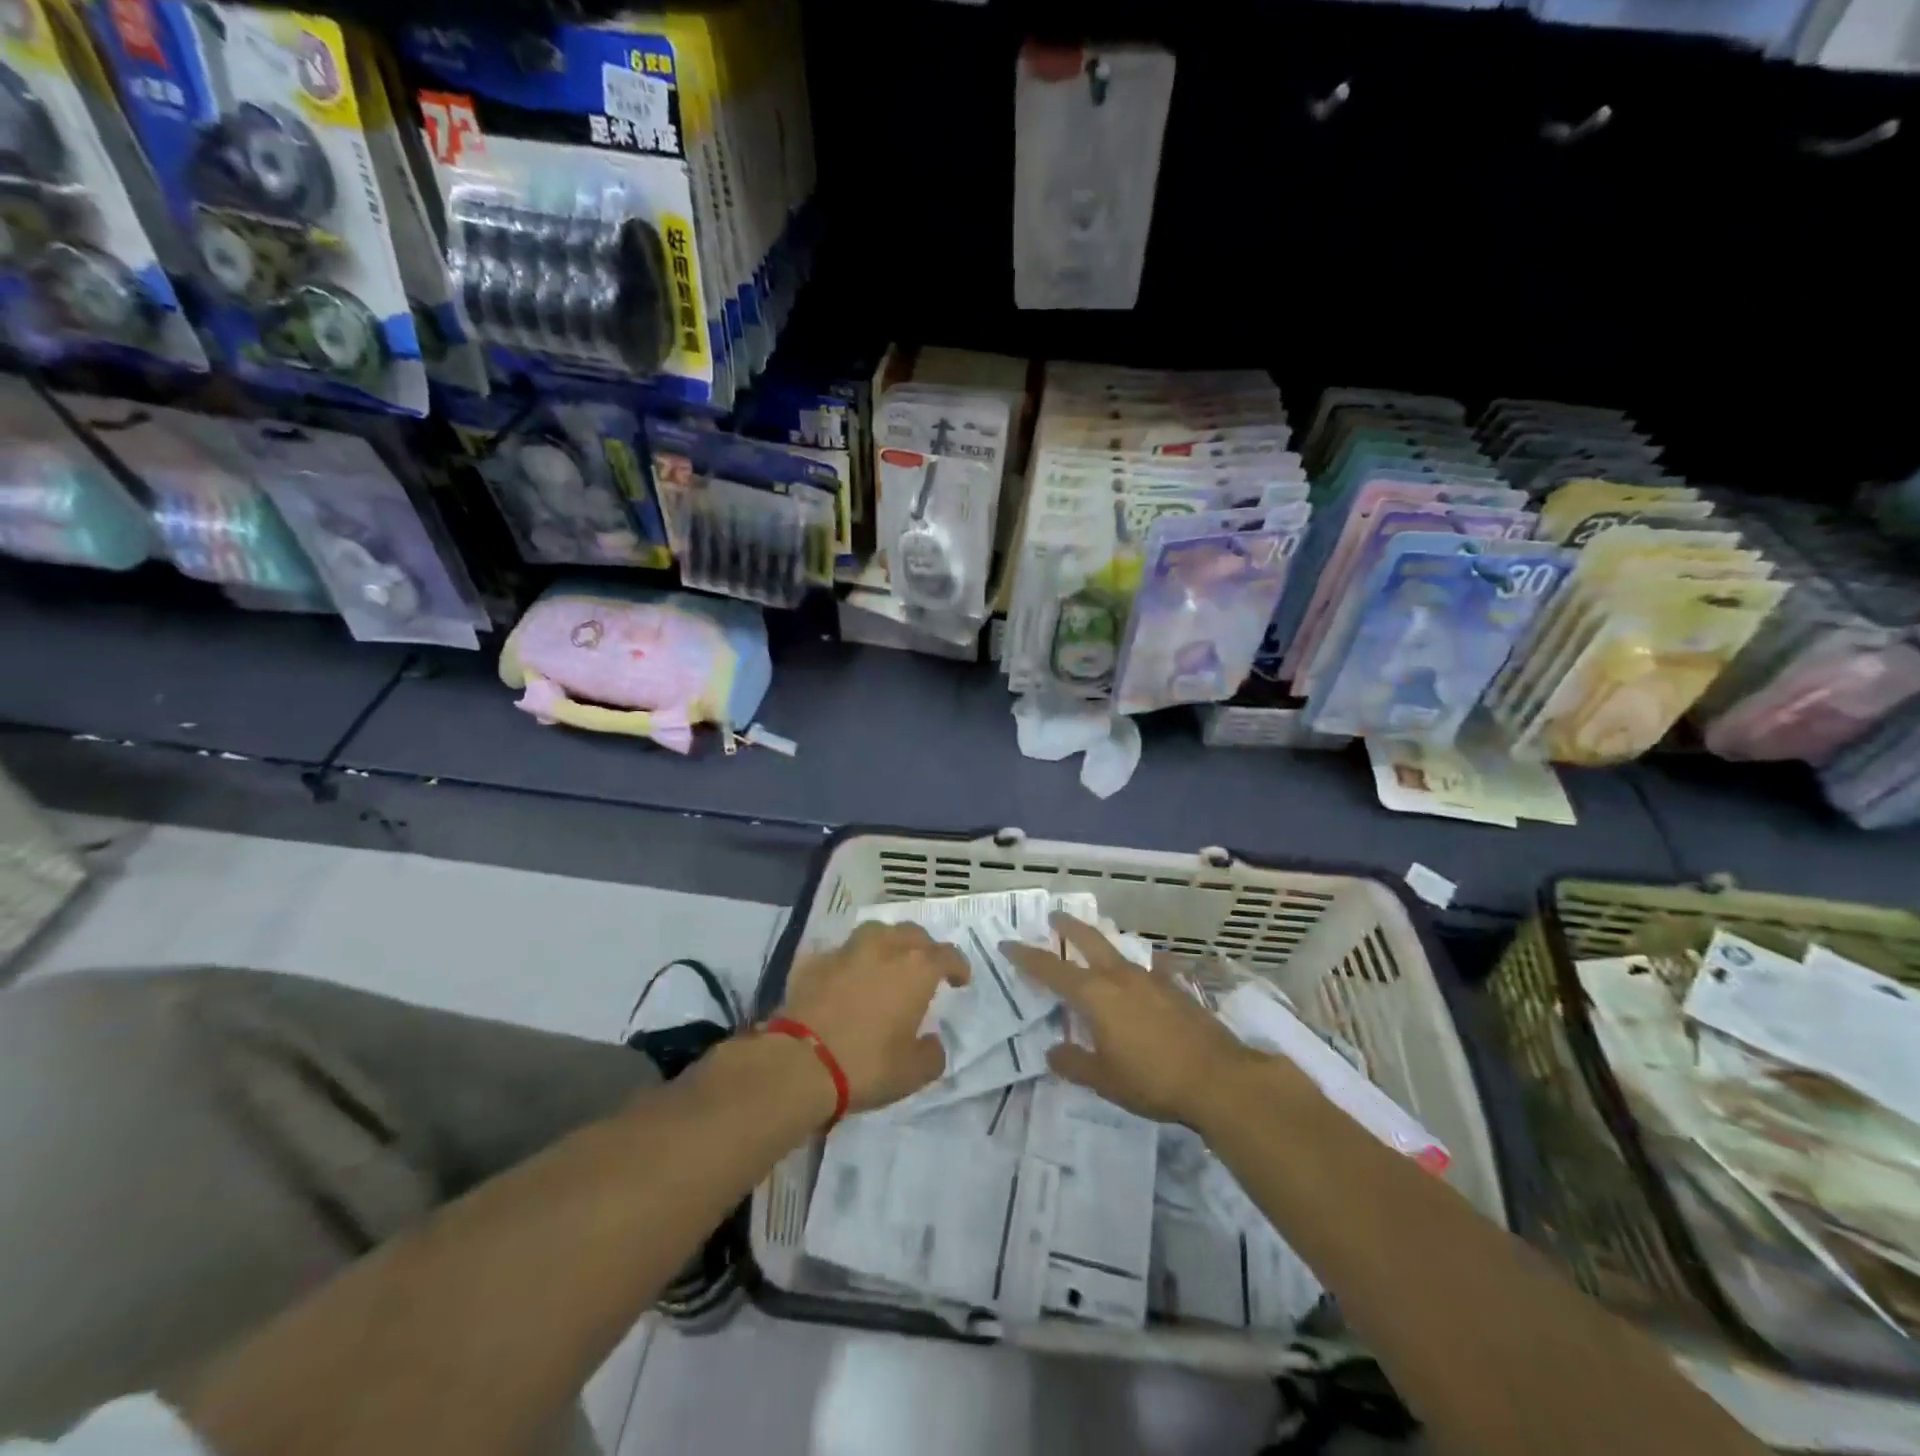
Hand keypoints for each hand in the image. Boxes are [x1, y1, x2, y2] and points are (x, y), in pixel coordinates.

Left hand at [776, 922, 968, 1113]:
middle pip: (912, 934)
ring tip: (886, 962)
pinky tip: (845, 977)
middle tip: (924, 969)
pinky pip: (840, 952)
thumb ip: (932, 1053)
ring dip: (887, 944)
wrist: (800, 1063)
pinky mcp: (815, 961)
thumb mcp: (913, 1072)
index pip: (948, 954)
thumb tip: (932, 1042)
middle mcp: (884, 948)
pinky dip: (849, 961)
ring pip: (875, 932)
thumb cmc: (867, 1064)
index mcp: (916, 968)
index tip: (959, 981)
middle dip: (924, 948)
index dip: (958, 966)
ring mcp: (846, 950)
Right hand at [1002, 913, 1266, 1124]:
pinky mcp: (1176, 988)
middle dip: (1068, 926)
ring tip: (1094, 944)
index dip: (1026, 956)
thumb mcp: (1104, 1079)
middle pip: (1088, 940)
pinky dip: (1135, 969)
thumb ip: (1073, 1063)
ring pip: (1118, 951)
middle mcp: (1120, 977)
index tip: (1008, 943)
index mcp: (1095, 995)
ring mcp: (1151, 978)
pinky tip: (1141, 977)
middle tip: (1054, 915)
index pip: (1051, 969)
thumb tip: (1052, 1051)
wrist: (1218, 1078)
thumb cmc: (1152, 1080)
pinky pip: (1147, 969)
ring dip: (1101, 943)